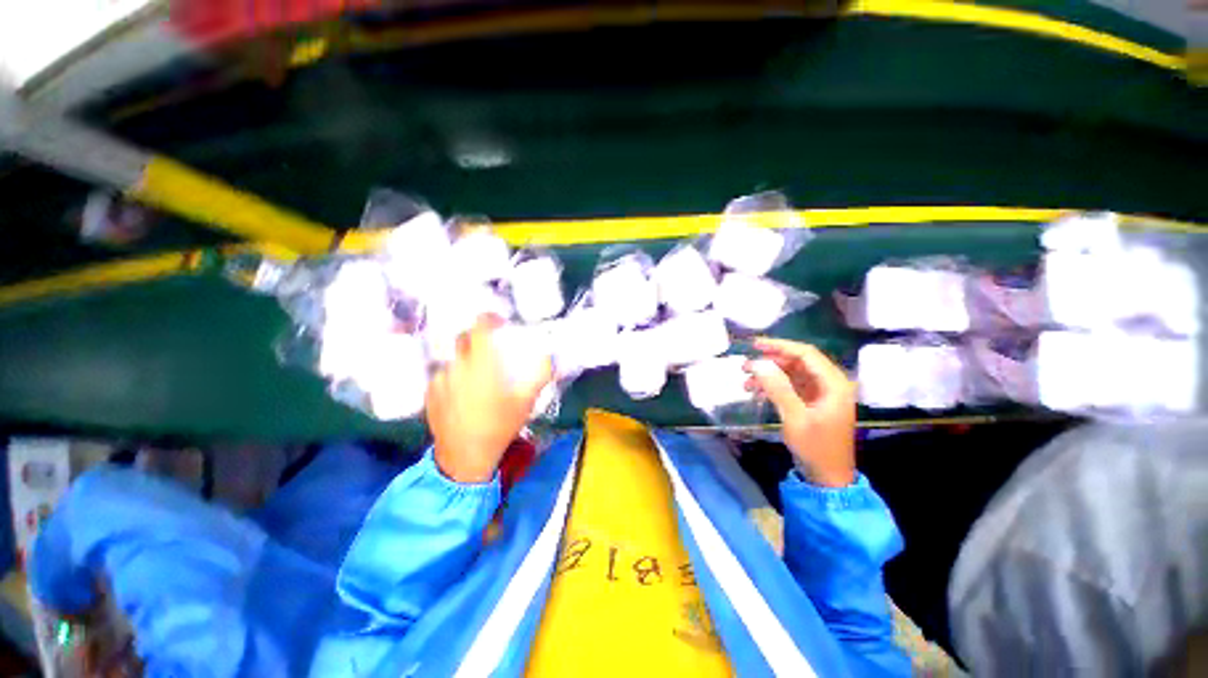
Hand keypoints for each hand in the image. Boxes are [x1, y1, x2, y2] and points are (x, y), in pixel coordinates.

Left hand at [427, 315, 552, 482]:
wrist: (466, 456)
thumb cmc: (500, 425)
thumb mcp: (527, 400)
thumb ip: (540, 374)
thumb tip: (548, 357)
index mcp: (481, 363)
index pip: (479, 327)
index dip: (488, 318)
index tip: (498, 321)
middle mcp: (456, 366)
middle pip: (463, 339)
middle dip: (476, 337)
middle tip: (489, 348)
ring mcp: (439, 380)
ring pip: (453, 358)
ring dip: (465, 359)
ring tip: (477, 377)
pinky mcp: (430, 394)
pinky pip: (443, 375)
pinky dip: (454, 376)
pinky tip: (463, 393)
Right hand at [744, 338, 856, 487]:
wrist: (828, 478)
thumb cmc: (815, 447)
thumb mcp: (794, 417)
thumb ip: (777, 388)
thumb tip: (757, 363)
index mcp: (833, 383)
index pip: (805, 353)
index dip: (779, 346)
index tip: (754, 345)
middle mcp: (830, 383)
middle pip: (798, 362)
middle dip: (770, 361)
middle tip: (745, 365)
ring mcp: (821, 393)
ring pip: (792, 374)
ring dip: (769, 374)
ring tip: (746, 381)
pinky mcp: (813, 402)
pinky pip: (791, 386)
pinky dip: (773, 386)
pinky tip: (756, 391)